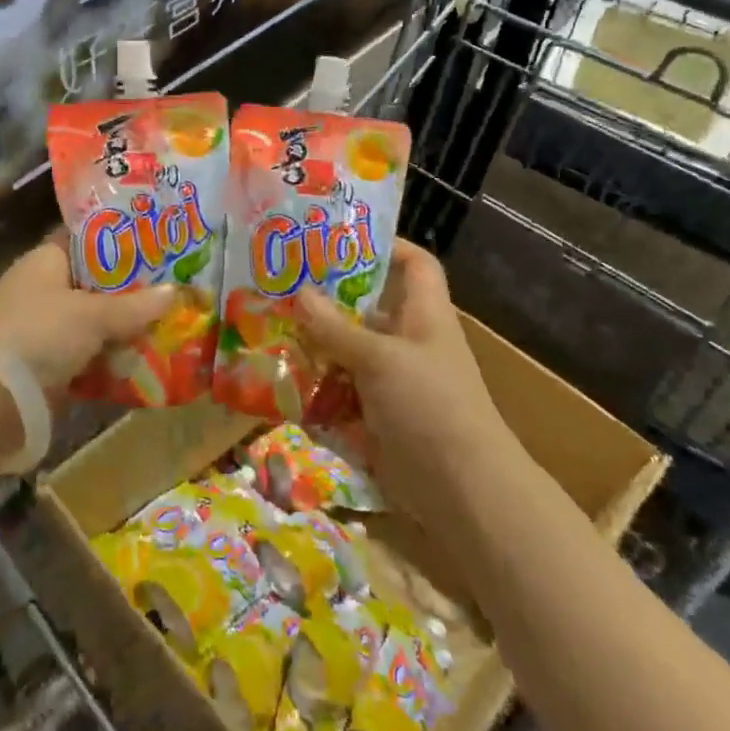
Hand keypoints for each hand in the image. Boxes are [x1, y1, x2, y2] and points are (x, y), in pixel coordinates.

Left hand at [0, 238, 176, 452]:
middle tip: (176, 287)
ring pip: (94, 322)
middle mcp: (44, 288)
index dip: (121, 239)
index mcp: (47, 260)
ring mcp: (44, 328)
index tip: (158, 242)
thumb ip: (133, 306)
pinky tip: (145, 360)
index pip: (88, 239)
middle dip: (132, 290)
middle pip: (96, 283)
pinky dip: (111, 359)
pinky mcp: (47, 364)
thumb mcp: (91, 315)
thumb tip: (175, 293)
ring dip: (124, 328)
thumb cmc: (38, 333)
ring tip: (171, 324)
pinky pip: (88, 355)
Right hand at [295, 239, 510, 518]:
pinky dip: (314, 388)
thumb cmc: (431, 405)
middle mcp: (408, 342)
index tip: (339, 240)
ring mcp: (392, 382)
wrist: (462, 491)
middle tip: (281, 285)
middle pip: (367, 308)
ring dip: (313, 346)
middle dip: (327, 299)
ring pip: (347, 352)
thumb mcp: (380, 359)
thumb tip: (299, 293)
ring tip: (267, 330)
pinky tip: (278, 382)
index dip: (386, 246)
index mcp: (424, 315)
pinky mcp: (377, 416)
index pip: (415, 264)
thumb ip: (336, 328)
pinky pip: (339, 392)